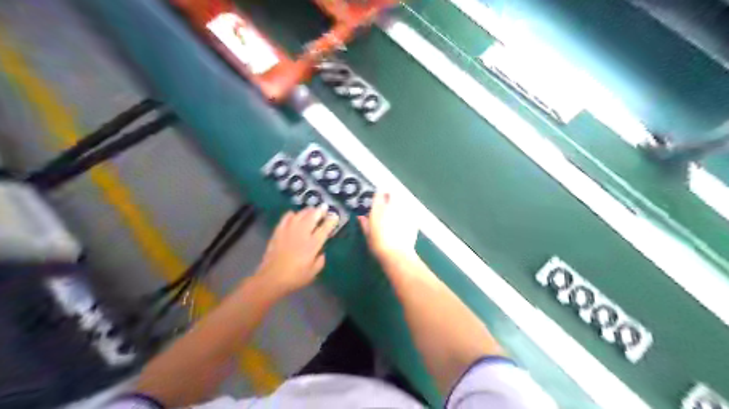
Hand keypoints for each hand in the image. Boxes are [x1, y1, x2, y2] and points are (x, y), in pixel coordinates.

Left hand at [255, 206, 339, 294]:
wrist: (271, 279)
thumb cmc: (294, 278)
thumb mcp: (313, 273)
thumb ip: (320, 261)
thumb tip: (321, 252)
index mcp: (312, 245)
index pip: (324, 229)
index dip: (331, 222)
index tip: (335, 216)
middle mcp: (301, 235)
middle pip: (312, 217)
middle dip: (320, 211)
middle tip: (324, 207)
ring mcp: (288, 232)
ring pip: (299, 215)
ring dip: (307, 211)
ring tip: (312, 209)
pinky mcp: (278, 232)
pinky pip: (285, 218)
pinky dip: (291, 214)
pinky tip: (293, 214)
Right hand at [358, 193, 418, 263]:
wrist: (397, 254)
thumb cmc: (378, 245)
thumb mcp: (368, 235)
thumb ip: (365, 224)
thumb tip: (361, 217)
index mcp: (378, 209)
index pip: (379, 194)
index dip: (379, 195)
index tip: (379, 199)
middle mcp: (392, 206)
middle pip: (393, 193)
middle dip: (391, 196)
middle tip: (389, 203)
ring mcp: (404, 211)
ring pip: (403, 200)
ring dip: (400, 203)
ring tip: (398, 212)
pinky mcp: (414, 217)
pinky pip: (411, 210)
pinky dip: (409, 212)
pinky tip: (407, 220)